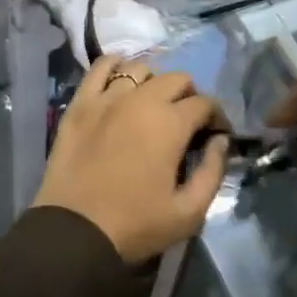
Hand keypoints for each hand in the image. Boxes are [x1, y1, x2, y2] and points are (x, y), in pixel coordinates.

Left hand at [34, 57, 230, 263]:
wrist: (75, 231)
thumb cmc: (136, 225)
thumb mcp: (189, 212)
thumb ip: (213, 172)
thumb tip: (221, 141)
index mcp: (171, 123)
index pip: (204, 103)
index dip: (216, 117)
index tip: (215, 134)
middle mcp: (142, 99)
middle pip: (176, 78)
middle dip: (189, 95)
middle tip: (185, 120)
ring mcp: (107, 97)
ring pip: (139, 69)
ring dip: (154, 82)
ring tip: (152, 103)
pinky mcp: (80, 103)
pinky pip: (99, 68)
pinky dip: (113, 65)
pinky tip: (119, 76)